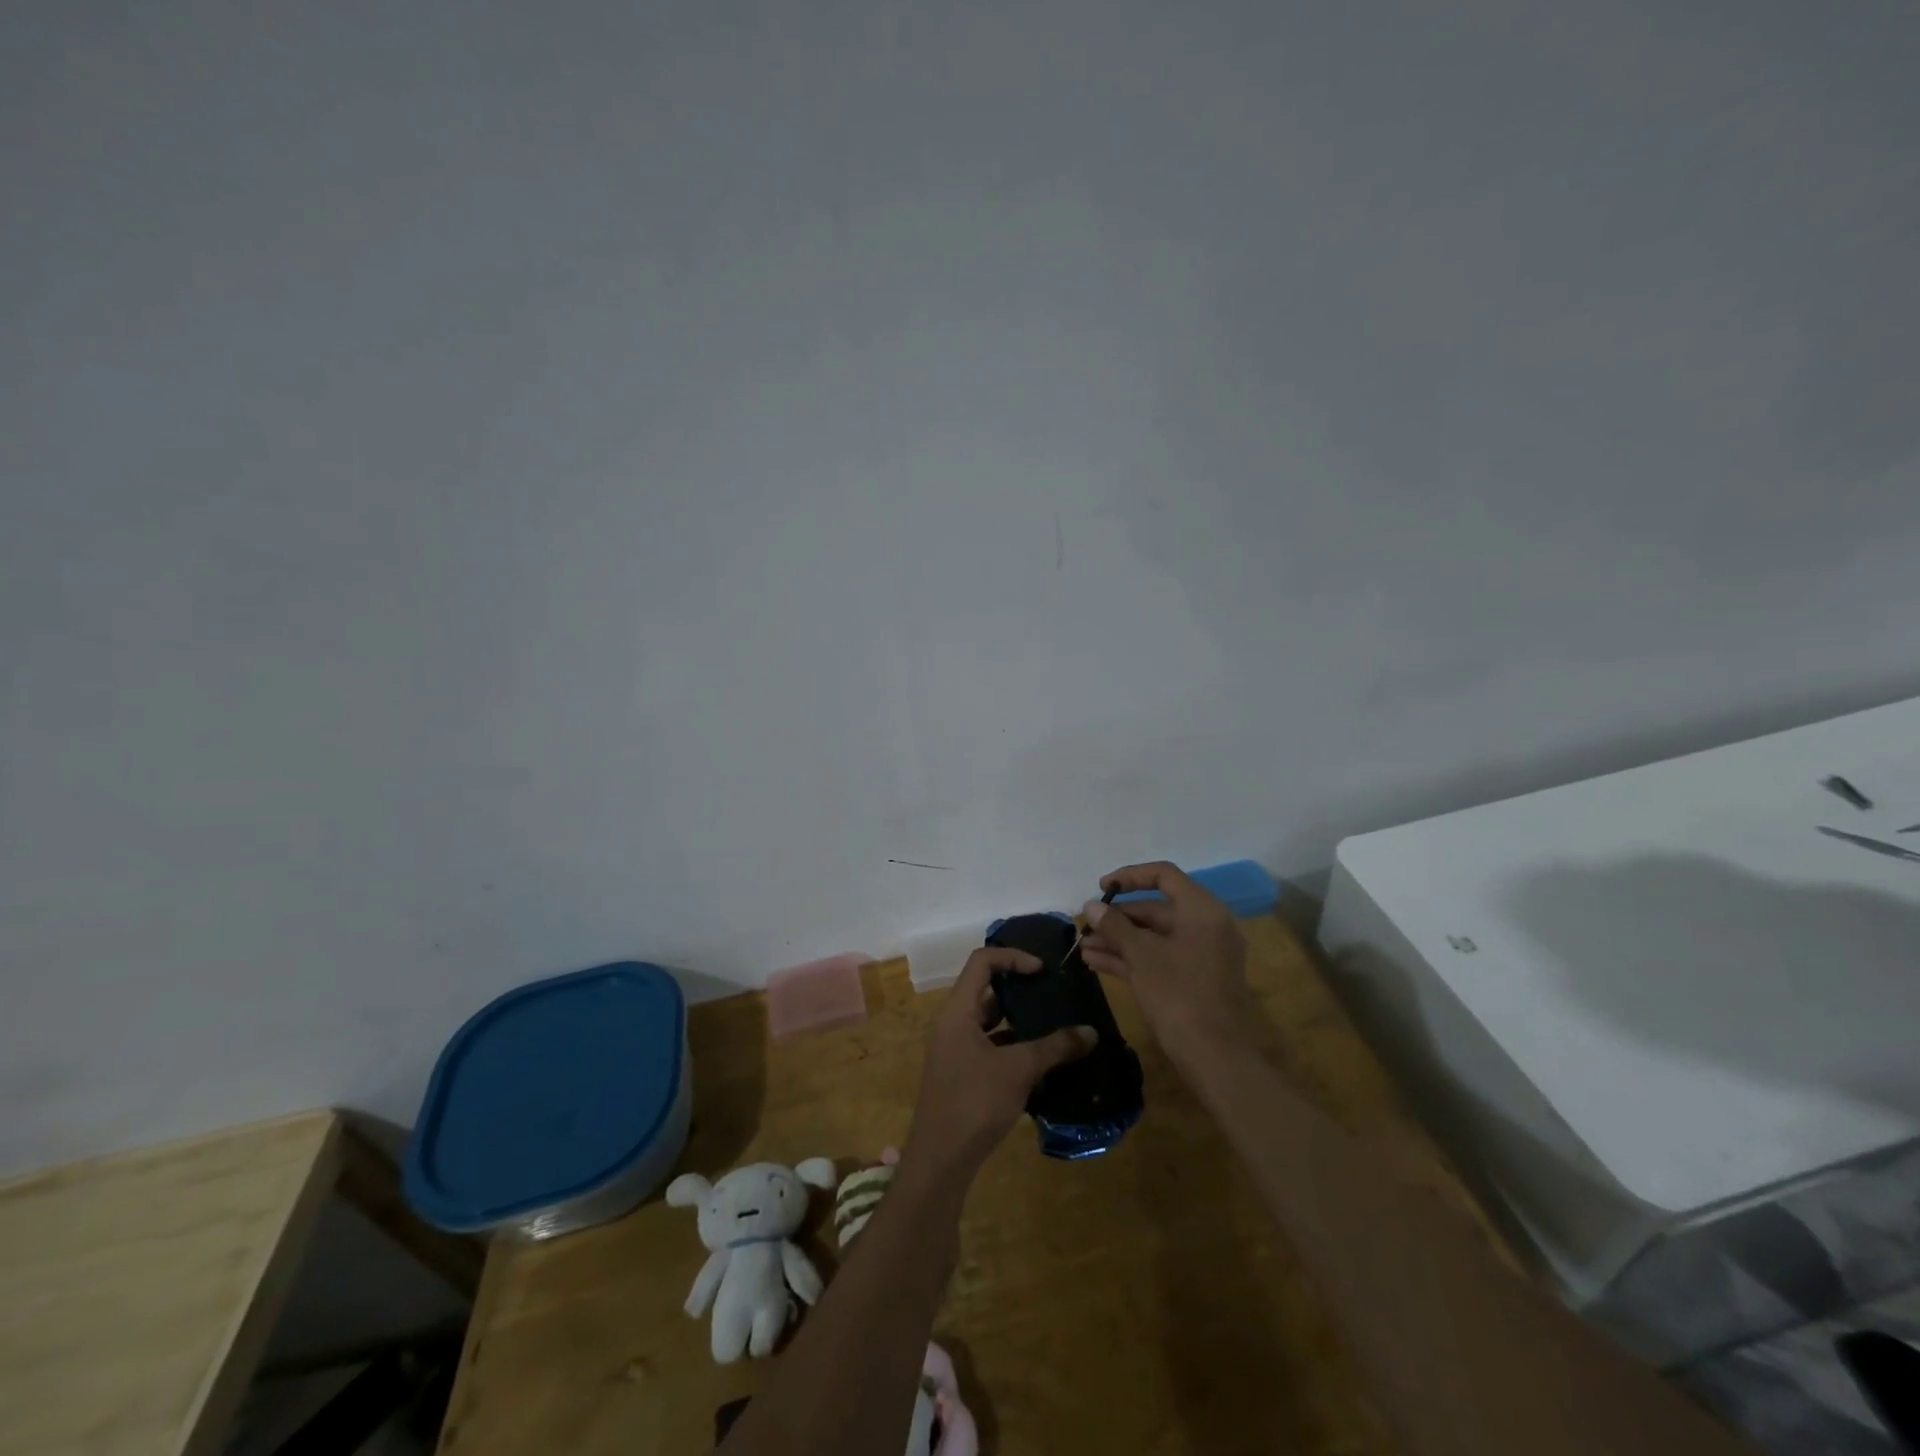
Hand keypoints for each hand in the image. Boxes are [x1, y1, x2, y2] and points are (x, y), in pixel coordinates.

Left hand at [904, 947, 1095, 1179]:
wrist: (941, 1160)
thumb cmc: (975, 1101)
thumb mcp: (1020, 1070)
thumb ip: (1055, 1047)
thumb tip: (1091, 1033)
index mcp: (957, 1010)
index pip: (982, 961)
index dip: (1013, 958)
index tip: (1043, 971)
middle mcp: (952, 1023)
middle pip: (986, 990)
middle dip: (1021, 991)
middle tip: (1053, 996)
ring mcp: (955, 1050)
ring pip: (990, 1022)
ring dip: (1020, 1022)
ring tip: (1055, 1027)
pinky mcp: (961, 1074)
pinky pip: (990, 1047)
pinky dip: (1014, 1048)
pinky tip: (1043, 1063)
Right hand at [1080, 860, 1253, 1065]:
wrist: (1215, 1056)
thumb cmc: (1178, 994)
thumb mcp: (1141, 955)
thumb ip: (1114, 925)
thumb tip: (1091, 906)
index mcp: (1202, 910)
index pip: (1163, 875)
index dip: (1129, 876)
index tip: (1101, 888)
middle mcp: (1206, 926)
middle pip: (1156, 909)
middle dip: (1117, 918)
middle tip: (1085, 926)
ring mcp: (1201, 955)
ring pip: (1154, 937)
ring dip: (1118, 940)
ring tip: (1082, 947)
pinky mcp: (1194, 980)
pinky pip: (1159, 957)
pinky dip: (1131, 958)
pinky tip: (1096, 963)